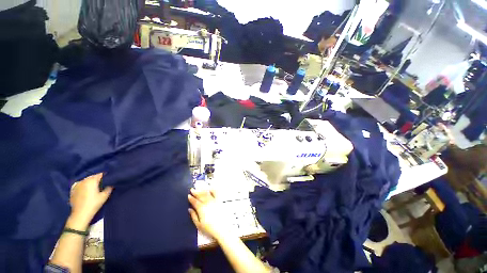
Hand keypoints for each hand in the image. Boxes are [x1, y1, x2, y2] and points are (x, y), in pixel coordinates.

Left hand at [68, 173, 112, 229]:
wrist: (80, 214)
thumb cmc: (94, 204)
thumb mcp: (105, 196)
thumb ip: (109, 188)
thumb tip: (111, 184)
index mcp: (92, 180)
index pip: (100, 174)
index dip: (106, 177)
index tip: (109, 180)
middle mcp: (84, 181)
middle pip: (92, 177)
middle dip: (97, 179)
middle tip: (102, 184)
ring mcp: (77, 185)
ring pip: (86, 180)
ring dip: (90, 182)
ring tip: (94, 187)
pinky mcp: (72, 190)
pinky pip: (79, 184)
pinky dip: (83, 185)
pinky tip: (85, 189)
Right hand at [188, 188, 232, 241]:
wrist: (222, 229)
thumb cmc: (209, 228)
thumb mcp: (198, 225)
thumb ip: (193, 216)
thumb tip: (190, 209)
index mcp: (201, 209)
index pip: (195, 202)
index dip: (191, 198)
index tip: (188, 195)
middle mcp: (207, 203)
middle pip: (201, 196)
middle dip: (196, 192)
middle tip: (192, 189)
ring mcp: (214, 201)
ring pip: (207, 194)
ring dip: (202, 190)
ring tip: (199, 189)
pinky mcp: (219, 201)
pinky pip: (216, 193)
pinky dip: (212, 190)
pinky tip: (210, 188)